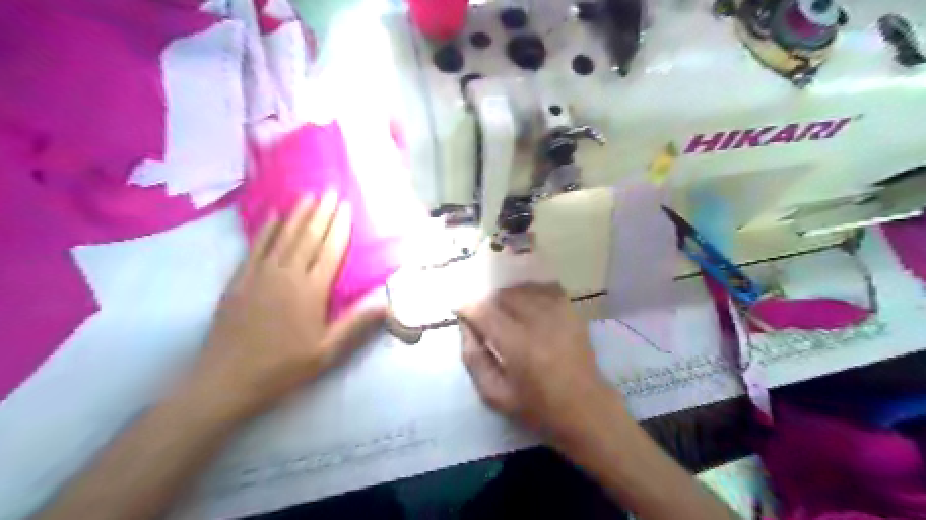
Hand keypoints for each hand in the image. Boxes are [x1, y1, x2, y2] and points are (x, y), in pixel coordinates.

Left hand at [187, 194, 387, 424]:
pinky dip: (267, 230)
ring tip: (308, 195)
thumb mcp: (326, 352)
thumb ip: (356, 324)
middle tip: (330, 190)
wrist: (225, 381)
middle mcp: (287, 275)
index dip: (340, 227)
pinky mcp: (239, 280)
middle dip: (321, 212)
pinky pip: (256, 247)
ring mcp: (259, 275)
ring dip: (297, 214)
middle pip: (308, 237)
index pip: (330, 250)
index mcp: (311, 291)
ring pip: (283, 237)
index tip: (346, 206)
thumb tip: (388, 303)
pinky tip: (274, 217)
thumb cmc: (283, 368)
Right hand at [455, 285, 619, 442]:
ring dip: (508, 296)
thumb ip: (474, 359)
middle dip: (488, 302)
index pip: (485, 311)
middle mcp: (538, 323)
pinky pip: (546, 288)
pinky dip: (532, 292)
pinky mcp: (572, 312)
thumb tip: (465, 326)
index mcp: (517, 346)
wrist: (586, 410)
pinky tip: (529, 305)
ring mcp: (559, 314)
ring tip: (506, 313)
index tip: (461, 311)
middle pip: (504, 294)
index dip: (467, 307)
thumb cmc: (537, 409)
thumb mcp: (495, 395)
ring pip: (524, 288)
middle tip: (485, 318)